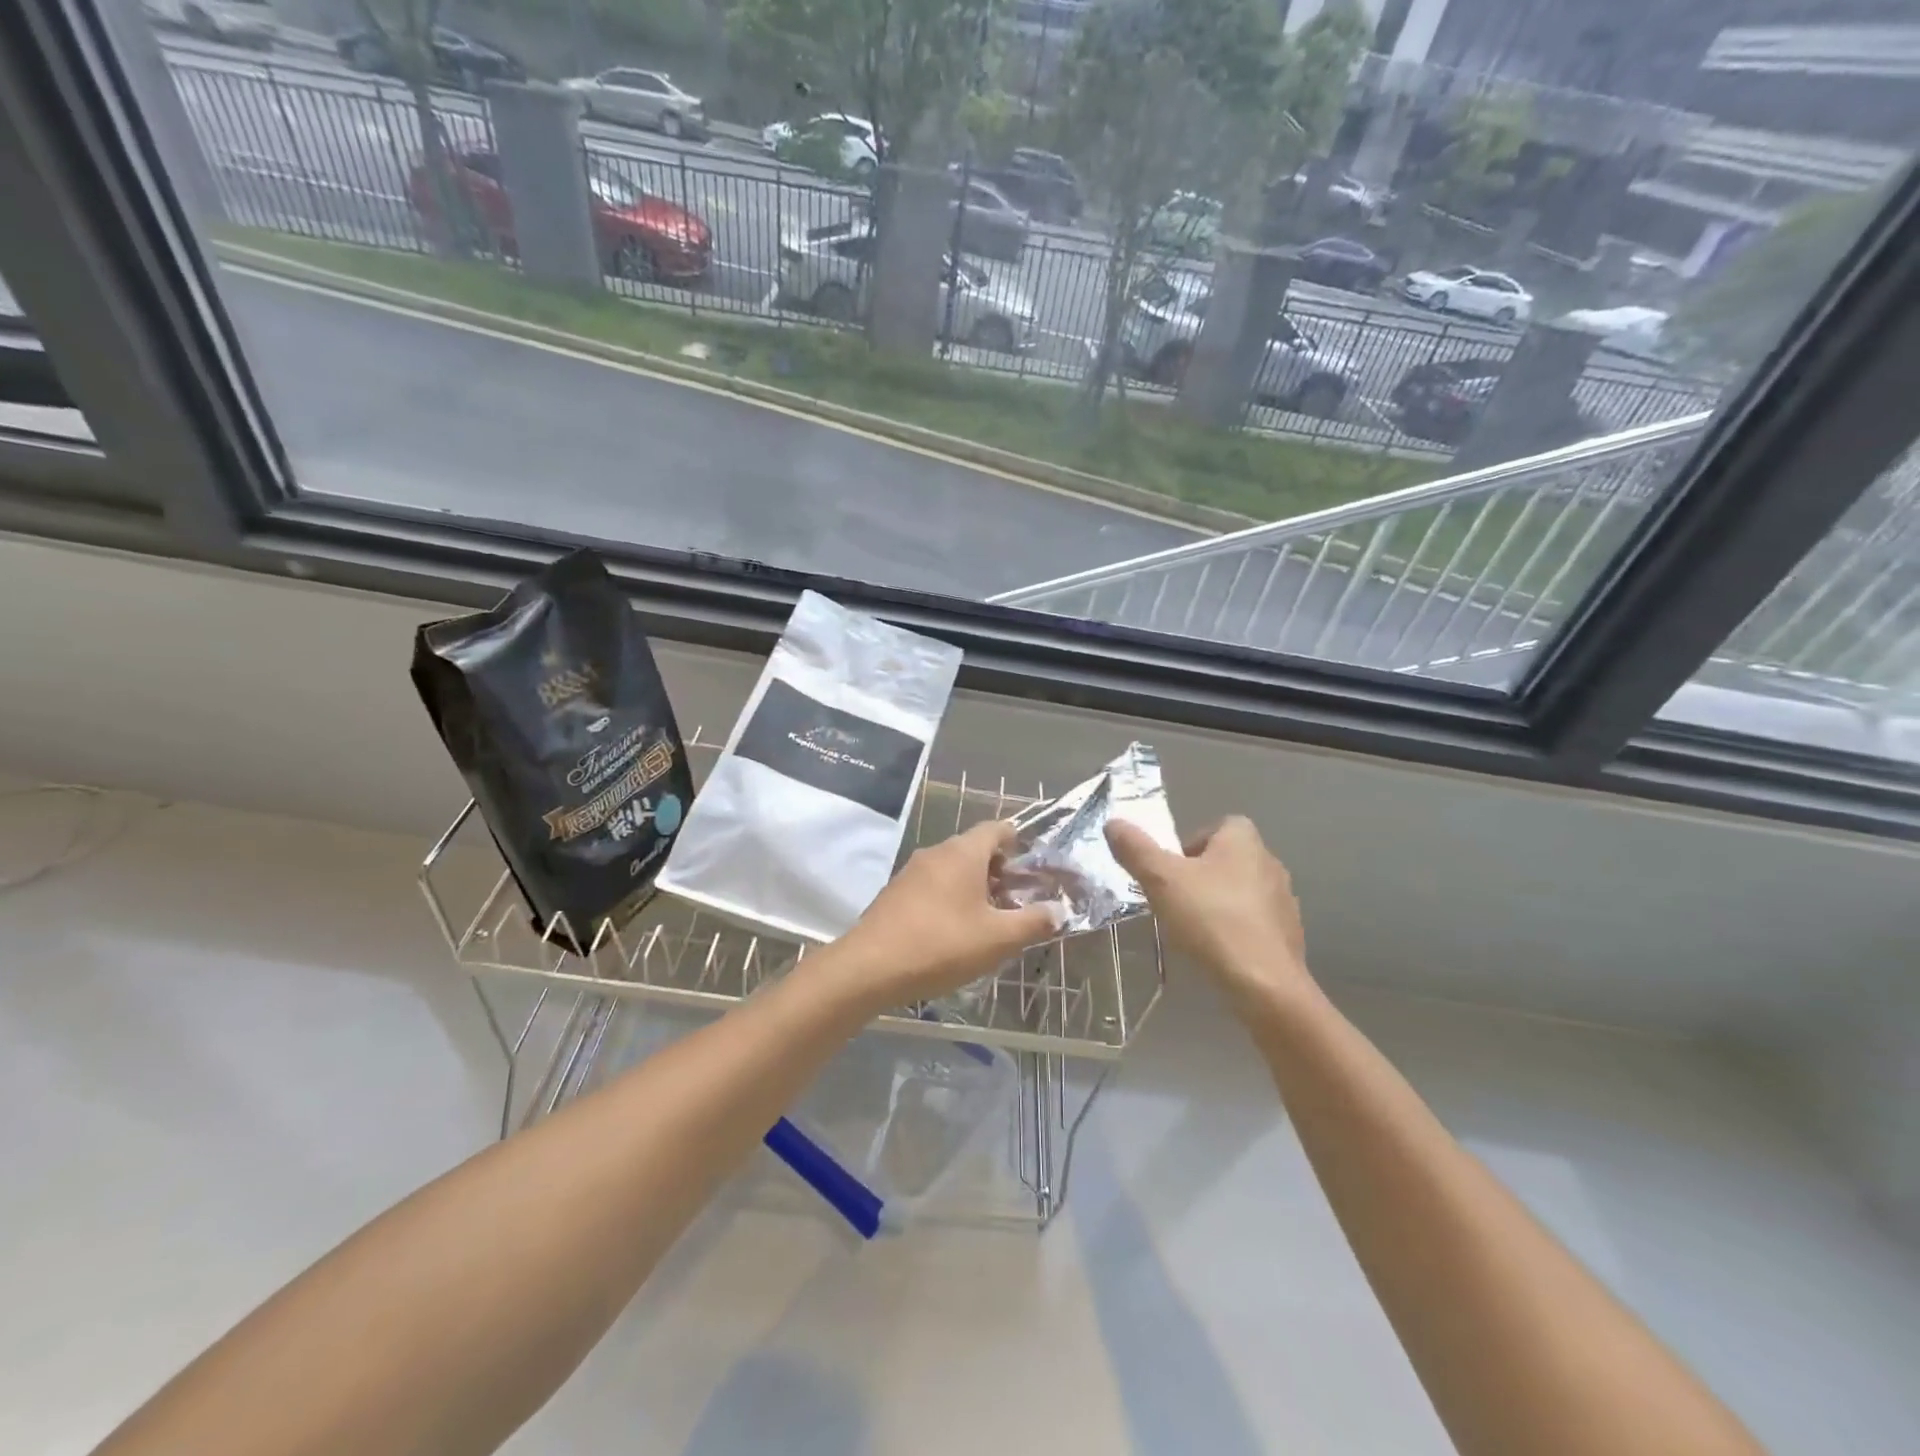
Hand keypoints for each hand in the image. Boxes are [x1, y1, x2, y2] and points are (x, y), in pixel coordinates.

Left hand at [828, 821, 1063, 1010]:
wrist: (870, 967)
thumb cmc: (941, 944)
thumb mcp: (997, 939)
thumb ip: (1033, 923)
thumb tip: (1058, 911)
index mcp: (963, 852)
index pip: (996, 828)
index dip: (1018, 842)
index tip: (1032, 867)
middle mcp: (936, 852)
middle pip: (974, 849)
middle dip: (999, 870)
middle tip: (1016, 901)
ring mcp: (911, 871)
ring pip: (952, 868)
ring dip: (974, 886)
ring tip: (988, 920)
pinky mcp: (895, 893)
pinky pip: (932, 885)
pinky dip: (949, 897)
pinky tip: (953, 931)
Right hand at [1106, 816, 1315, 1019]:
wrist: (1265, 984)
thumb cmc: (1211, 920)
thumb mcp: (1161, 880)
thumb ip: (1135, 849)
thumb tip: (1113, 822)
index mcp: (1243, 841)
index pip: (1217, 826)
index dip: (1190, 843)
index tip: (1170, 870)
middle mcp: (1269, 862)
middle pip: (1226, 859)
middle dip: (1200, 876)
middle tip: (1174, 899)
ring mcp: (1284, 900)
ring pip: (1241, 891)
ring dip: (1218, 903)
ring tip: (1193, 928)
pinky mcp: (1289, 935)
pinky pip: (1255, 922)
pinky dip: (1236, 930)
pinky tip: (1218, 951)